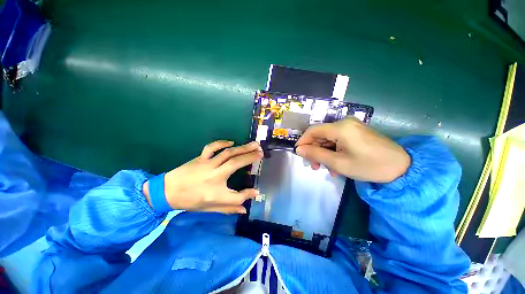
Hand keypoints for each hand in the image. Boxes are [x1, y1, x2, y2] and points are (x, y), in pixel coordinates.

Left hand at [143, 141, 262, 213]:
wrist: (167, 191)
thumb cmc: (190, 201)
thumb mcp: (210, 208)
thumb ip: (229, 208)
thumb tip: (246, 208)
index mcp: (215, 192)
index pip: (236, 195)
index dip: (247, 194)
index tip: (257, 190)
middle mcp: (214, 175)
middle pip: (236, 163)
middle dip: (251, 157)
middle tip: (261, 152)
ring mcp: (207, 164)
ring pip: (228, 153)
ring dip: (242, 148)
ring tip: (254, 144)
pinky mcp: (201, 158)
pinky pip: (213, 147)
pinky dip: (223, 143)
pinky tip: (232, 142)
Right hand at [295, 117, 410, 182]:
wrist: (402, 168)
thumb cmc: (369, 166)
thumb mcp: (338, 163)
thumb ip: (315, 154)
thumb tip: (299, 150)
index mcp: (340, 128)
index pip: (313, 130)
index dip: (303, 141)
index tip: (299, 154)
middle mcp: (345, 123)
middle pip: (320, 135)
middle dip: (315, 151)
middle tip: (314, 166)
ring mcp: (352, 127)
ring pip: (328, 139)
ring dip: (324, 153)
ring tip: (327, 169)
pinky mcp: (356, 132)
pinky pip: (338, 141)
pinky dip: (333, 152)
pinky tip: (336, 165)